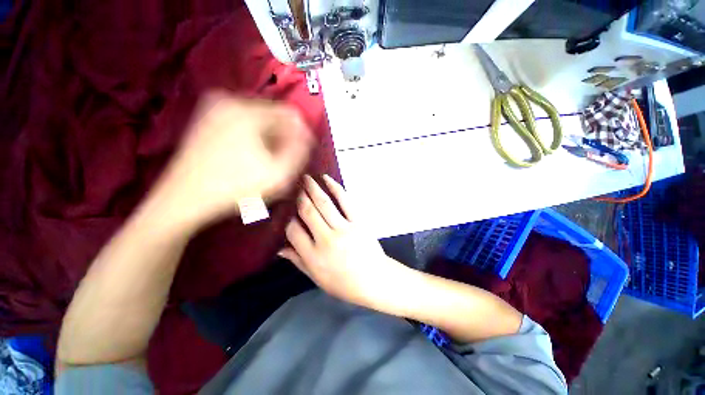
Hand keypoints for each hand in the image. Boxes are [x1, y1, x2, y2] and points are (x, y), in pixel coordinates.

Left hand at [150, 91, 312, 229]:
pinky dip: (253, 137)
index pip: (289, 114)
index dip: (300, 134)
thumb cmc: (235, 188)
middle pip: (273, 116)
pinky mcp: (207, 119)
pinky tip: (250, 156)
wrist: (184, 198)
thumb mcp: (278, 174)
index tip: (299, 154)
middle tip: (282, 161)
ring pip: (259, 120)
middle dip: (283, 137)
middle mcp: (229, 101)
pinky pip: (243, 123)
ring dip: (269, 138)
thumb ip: (299, 151)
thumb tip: (306, 135)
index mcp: (247, 111)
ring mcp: (215, 108)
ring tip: (266, 161)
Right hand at [280, 175, 409, 312]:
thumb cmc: (345, 284)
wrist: (376, 280)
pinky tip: (327, 179)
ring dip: (313, 188)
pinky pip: (345, 201)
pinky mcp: (358, 222)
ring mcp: (344, 228)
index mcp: (314, 256)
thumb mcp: (317, 279)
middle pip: (308, 212)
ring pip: (324, 204)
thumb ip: (298, 261)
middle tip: (294, 186)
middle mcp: (326, 239)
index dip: (288, 220)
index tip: (288, 214)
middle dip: (299, 197)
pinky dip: (336, 188)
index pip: (293, 231)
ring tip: (306, 178)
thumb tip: (279, 249)